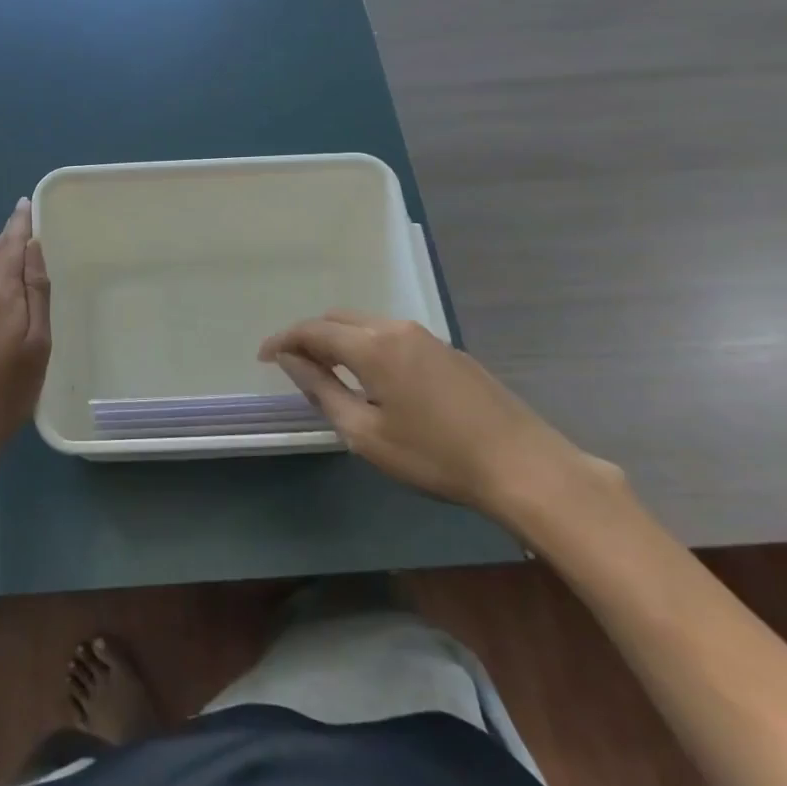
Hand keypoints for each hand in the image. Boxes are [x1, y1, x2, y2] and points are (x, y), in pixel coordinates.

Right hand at [258, 311, 610, 525]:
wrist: (524, 466)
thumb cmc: (435, 456)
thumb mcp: (366, 433)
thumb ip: (321, 390)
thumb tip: (290, 360)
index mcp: (372, 346)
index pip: (312, 330)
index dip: (283, 340)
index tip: (262, 356)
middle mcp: (396, 328)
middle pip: (338, 319)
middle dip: (309, 336)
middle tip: (293, 366)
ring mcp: (427, 337)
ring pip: (366, 324)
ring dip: (340, 340)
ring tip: (328, 373)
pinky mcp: (449, 351)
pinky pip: (392, 336)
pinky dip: (368, 346)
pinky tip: (374, 378)